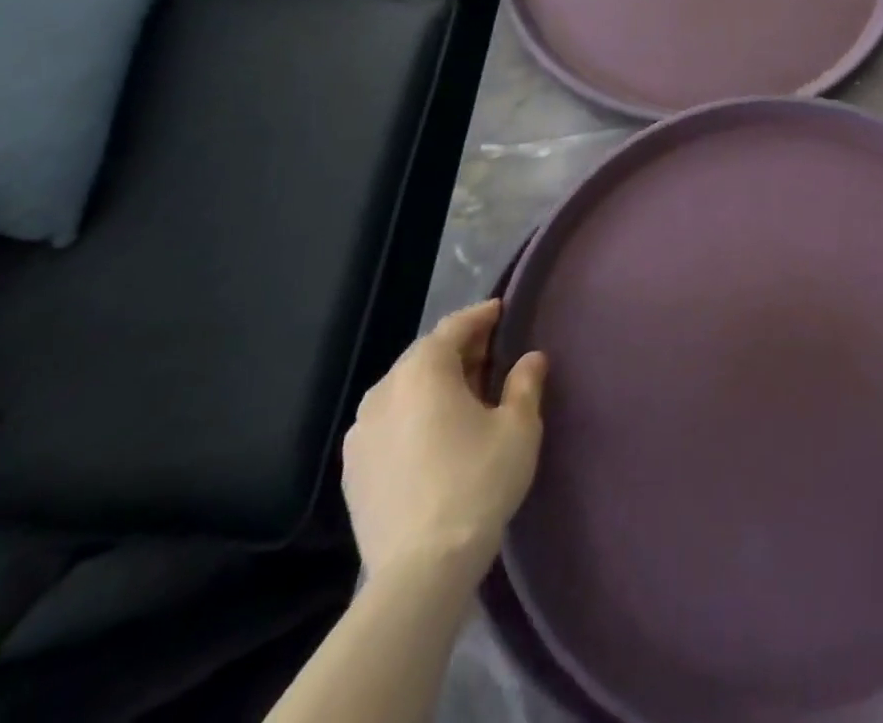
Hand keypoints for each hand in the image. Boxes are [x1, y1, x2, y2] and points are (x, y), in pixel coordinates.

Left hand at [342, 300, 546, 577]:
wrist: (420, 572)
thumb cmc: (477, 483)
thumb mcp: (518, 427)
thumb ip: (525, 384)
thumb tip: (530, 358)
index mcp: (423, 371)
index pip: (454, 327)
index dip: (481, 316)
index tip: (502, 311)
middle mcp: (384, 391)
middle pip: (425, 356)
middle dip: (459, 351)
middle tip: (492, 355)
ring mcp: (361, 433)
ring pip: (404, 390)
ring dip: (434, 384)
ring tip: (465, 396)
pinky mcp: (352, 471)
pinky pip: (389, 423)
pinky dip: (413, 416)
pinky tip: (434, 435)